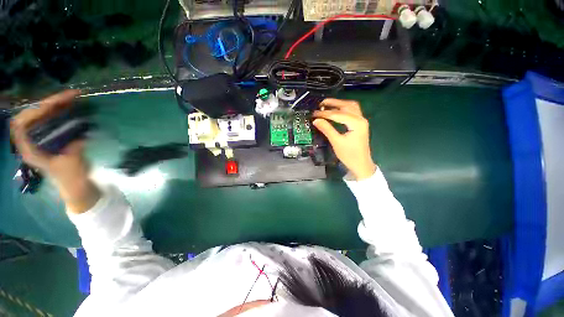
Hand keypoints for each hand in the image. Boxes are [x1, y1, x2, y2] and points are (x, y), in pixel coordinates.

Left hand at [10, 90, 99, 212]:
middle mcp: (31, 140)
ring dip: (55, 104)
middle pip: (32, 115)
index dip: (32, 112)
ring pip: (41, 114)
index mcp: (29, 149)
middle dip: (47, 103)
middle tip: (68, 96)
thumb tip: (79, 133)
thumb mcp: (72, 164)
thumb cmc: (71, 178)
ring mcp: (40, 137)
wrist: (75, 185)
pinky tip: (70, 106)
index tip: (51, 106)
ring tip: (72, 97)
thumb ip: (73, 148)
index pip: (20, 125)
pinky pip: (50, 118)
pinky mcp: (50, 136)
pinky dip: (59, 110)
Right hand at [313, 98, 375, 179]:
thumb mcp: (336, 142)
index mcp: (356, 123)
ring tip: (327, 104)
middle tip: (320, 104)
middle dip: (333, 103)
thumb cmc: (349, 155)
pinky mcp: (360, 124)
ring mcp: (361, 121)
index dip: (325, 113)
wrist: (361, 164)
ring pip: (351, 107)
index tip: (314, 113)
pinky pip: (352, 111)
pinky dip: (343, 108)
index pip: (338, 114)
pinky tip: (336, 110)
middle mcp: (361, 119)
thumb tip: (316, 120)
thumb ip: (326, 129)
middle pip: (346, 106)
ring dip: (339, 104)